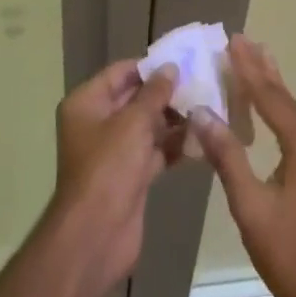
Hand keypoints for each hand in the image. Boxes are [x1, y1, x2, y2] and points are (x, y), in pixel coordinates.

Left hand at [47, 59, 180, 296]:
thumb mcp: (133, 123)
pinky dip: (174, 145)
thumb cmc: (109, 168)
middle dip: (166, 93)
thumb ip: (154, 93)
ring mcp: (114, 151)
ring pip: (148, 126)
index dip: (150, 66)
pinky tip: (202, 138)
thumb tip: (171, 67)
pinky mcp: (130, 175)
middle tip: (203, 83)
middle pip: (135, 99)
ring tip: (209, 107)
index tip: (184, 60)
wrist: (96, 236)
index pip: (120, 73)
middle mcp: (97, 123)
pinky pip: (154, 151)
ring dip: (174, 120)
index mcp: (87, 103)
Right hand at [190, 35, 295, 296]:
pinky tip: (271, 112)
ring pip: (295, 115)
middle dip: (263, 70)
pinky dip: (281, 114)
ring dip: (272, 90)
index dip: (248, 68)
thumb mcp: (251, 206)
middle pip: (286, 99)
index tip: (233, 40)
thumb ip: (228, 156)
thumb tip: (202, 114)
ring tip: (257, 62)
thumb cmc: (291, 254)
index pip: (271, 96)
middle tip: (244, 40)